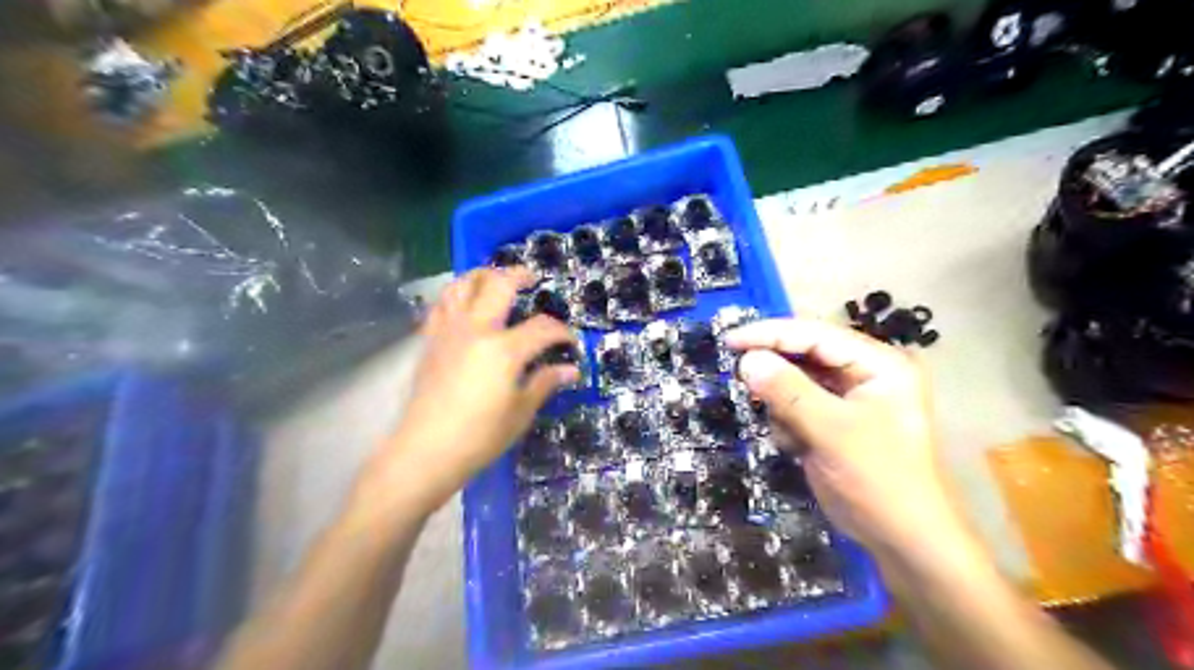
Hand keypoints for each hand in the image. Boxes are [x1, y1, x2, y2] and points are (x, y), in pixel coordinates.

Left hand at [373, 266, 577, 506]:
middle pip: (498, 285)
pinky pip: (440, 305)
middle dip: (519, 275)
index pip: (542, 328)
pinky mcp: (430, 341)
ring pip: (462, 285)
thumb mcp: (520, 412)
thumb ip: (545, 383)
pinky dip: (455, 295)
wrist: (426, 450)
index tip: (571, 342)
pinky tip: (463, 303)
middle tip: (531, 278)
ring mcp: (449, 332)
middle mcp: (476, 330)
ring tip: (494, 279)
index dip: (562, 332)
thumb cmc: (480, 436)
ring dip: (481, 275)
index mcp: (504, 349)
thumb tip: (571, 370)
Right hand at [723, 319, 963, 554]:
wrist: (903, 540)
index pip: (816, 334)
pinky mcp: (833, 422)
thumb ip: (788, 392)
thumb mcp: (832, 431)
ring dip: (782, 404)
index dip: (771, 334)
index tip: (730, 341)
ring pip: (795, 382)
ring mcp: (848, 399)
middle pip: (805, 355)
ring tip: (790, 433)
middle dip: (776, 372)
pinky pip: (796, 406)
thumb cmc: (879, 480)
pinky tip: (797, 447)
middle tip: (742, 381)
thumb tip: (747, 360)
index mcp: (878, 364)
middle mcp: (864, 374)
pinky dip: (788, 423)